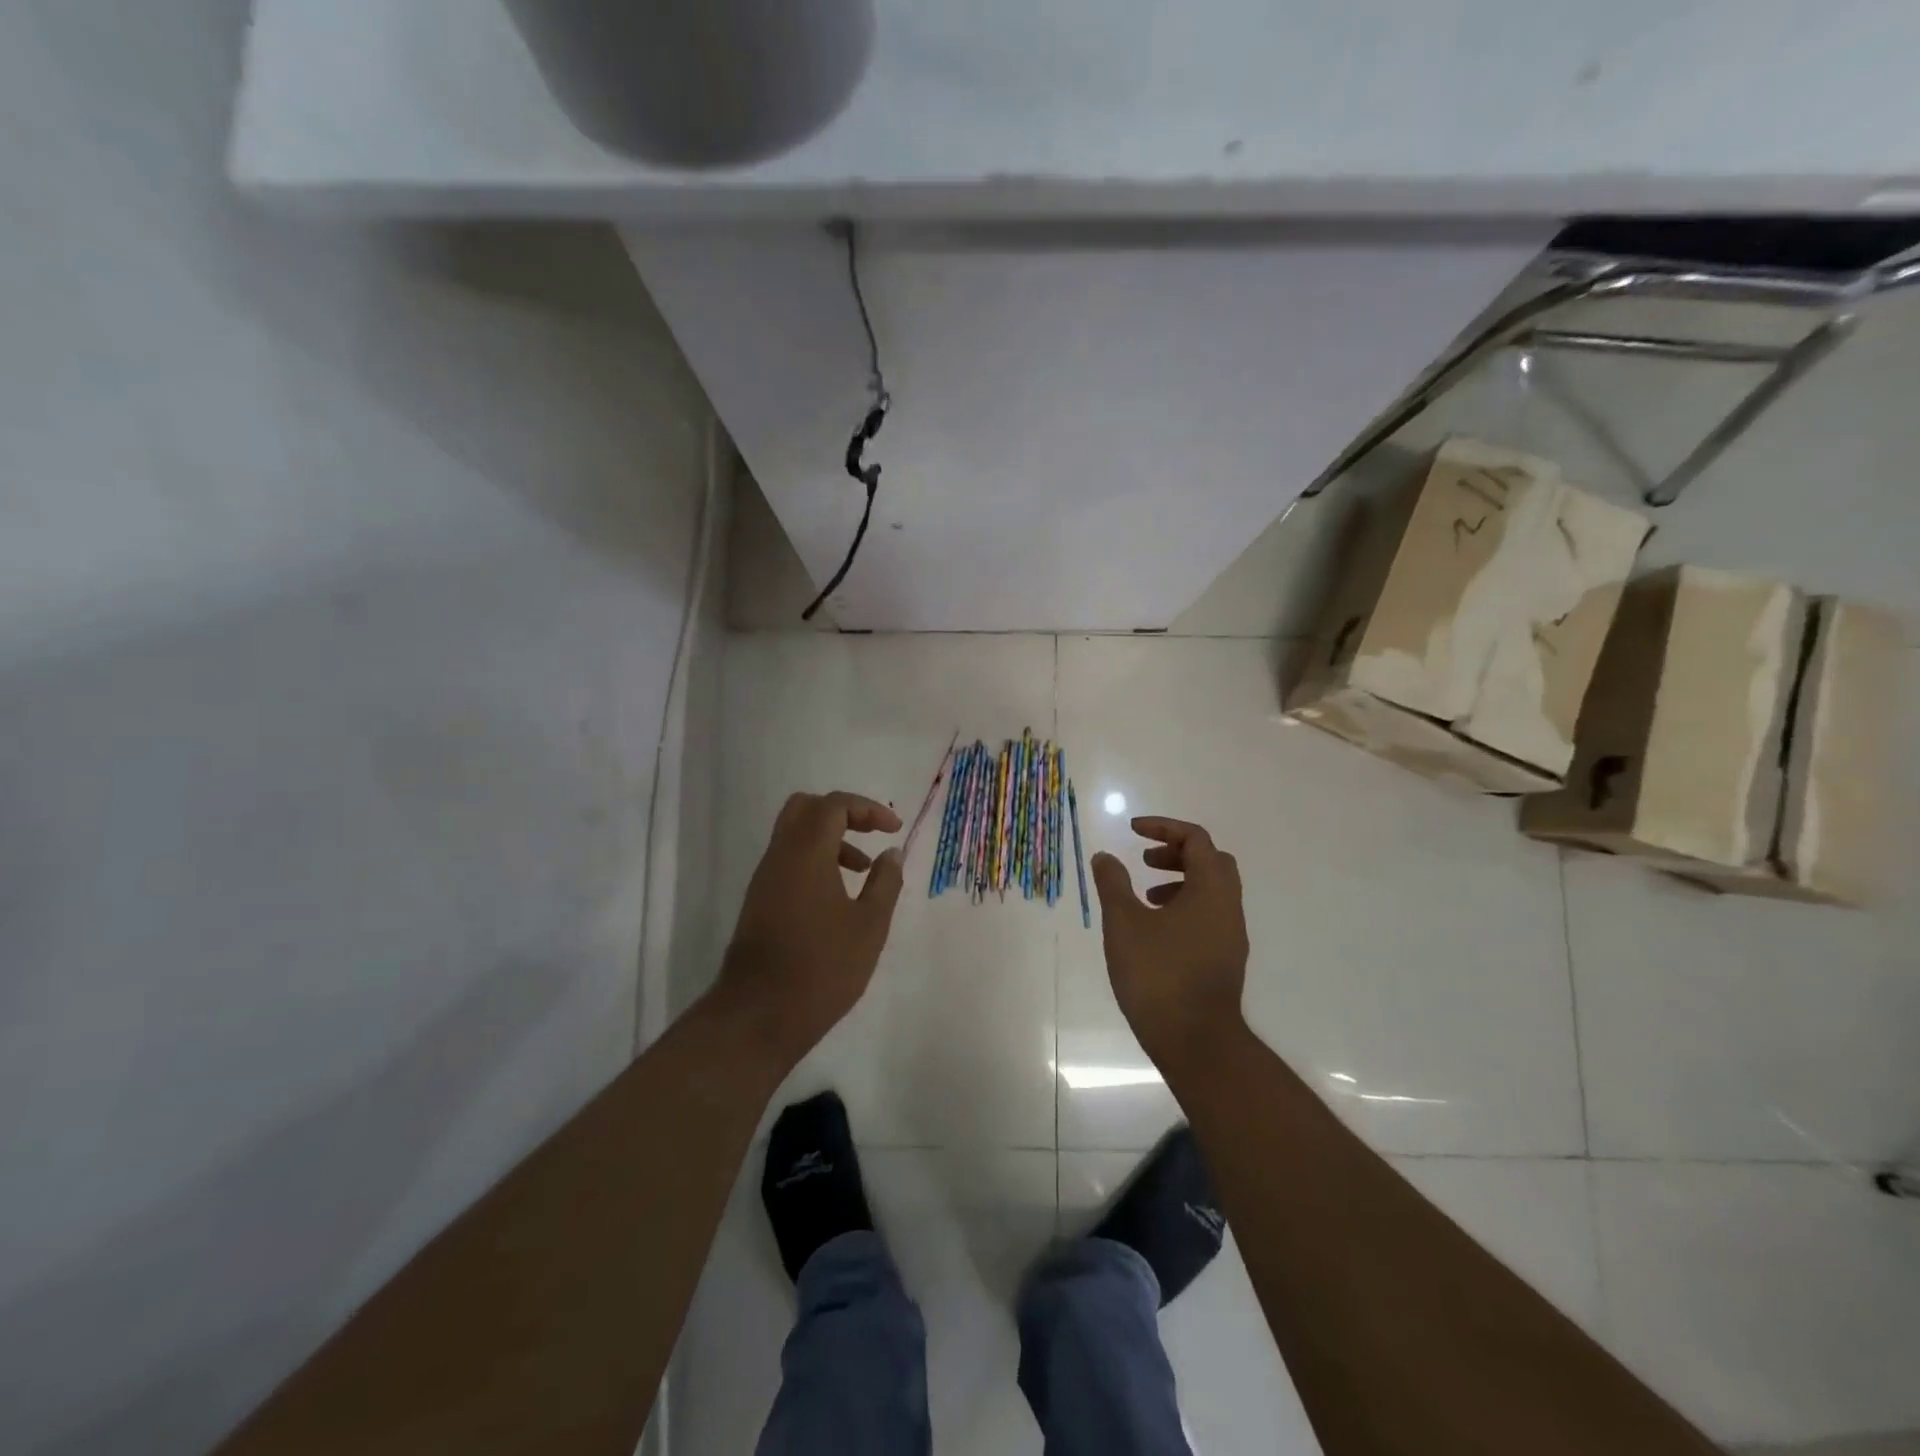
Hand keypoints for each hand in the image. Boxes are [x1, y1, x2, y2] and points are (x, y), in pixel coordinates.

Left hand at [716, 790, 904, 1067]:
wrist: (758, 1015)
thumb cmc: (822, 966)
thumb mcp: (869, 925)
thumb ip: (885, 882)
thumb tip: (892, 853)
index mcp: (806, 853)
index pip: (834, 805)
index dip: (868, 809)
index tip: (895, 829)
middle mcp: (779, 857)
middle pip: (806, 809)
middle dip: (843, 814)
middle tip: (872, 834)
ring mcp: (764, 880)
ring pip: (795, 836)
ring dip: (830, 840)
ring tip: (863, 872)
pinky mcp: (758, 903)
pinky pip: (788, 862)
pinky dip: (815, 862)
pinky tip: (838, 898)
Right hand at [1091, 817, 1249, 1075]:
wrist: (1196, 1042)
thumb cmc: (1158, 974)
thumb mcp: (1124, 923)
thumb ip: (1113, 884)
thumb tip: (1105, 856)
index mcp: (1211, 890)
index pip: (1196, 839)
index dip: (1164, 827)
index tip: (1133, 830)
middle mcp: (1228, 907)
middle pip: (1211, 861)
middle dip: (1176, 852)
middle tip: (1144, 860)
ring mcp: (1230, 936)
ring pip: (1211, 891)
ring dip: (1179, 881)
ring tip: (1145, 896)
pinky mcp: (1224, 960)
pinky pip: (1208, 916)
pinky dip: (1184, 907)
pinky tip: (1154, 931)